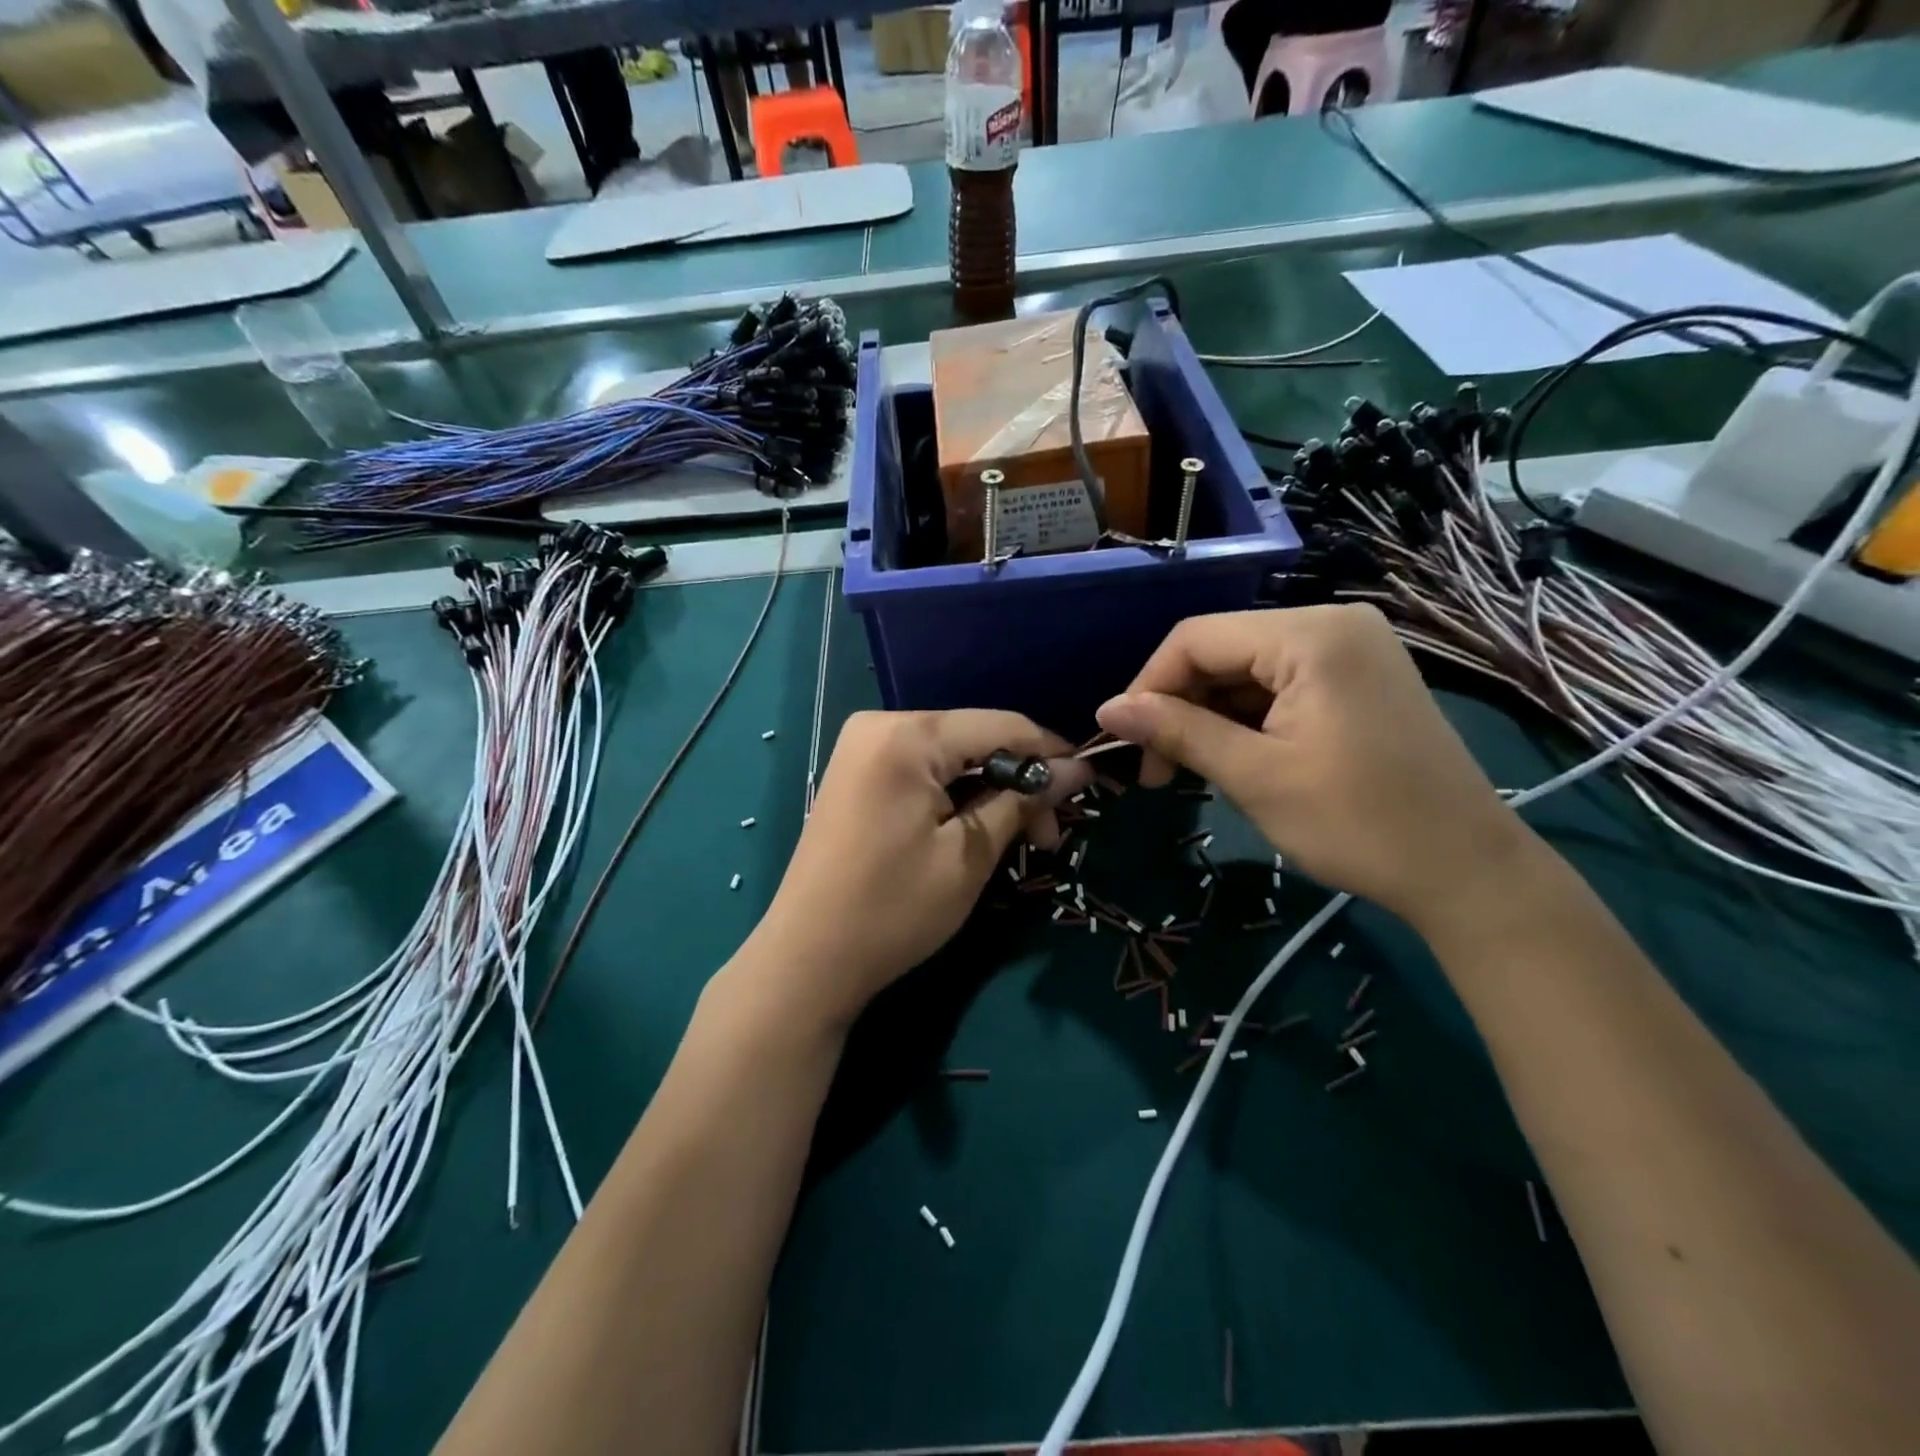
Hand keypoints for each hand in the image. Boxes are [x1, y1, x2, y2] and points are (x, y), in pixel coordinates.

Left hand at [745, 710, 1091, 1024]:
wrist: (807, 959)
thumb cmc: (893, 909)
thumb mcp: (969, 855)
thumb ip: (1023, 800)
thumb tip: (1078, 769)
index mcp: (907, 735)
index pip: (1001, 725)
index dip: (1051, 753)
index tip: (1089, 787)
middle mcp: (880, 725)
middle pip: (975, 738)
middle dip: (1019, 781)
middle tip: (1050, 836)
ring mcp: (862, 748)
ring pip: (952, 756)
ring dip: (991, 792)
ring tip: (1021, 841)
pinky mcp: (857, 774)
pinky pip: (923, 770)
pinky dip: (956, 795)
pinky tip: (977, 828)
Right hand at [1095, 605, 1538, 936]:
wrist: (1465, 871)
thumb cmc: (1357, 823)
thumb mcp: (1254, 776)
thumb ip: (1177, 732)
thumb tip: (1106, 710)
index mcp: (1310, 635)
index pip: (1196, 639)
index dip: (1148, 686)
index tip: (1123, 742)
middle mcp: (1332, 624)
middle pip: (1221, 651)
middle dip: (1178, 706)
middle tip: (1154, 769)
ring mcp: (1351, 650)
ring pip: (1246, 671)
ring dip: (1208, 717)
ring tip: (1188, 770)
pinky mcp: (1358, 678)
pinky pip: (1280, 685)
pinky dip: (1245, 720)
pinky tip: (1231, 757)